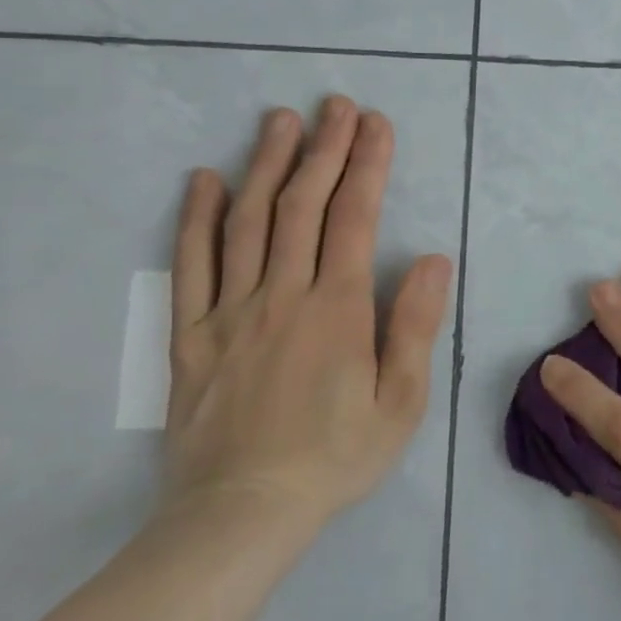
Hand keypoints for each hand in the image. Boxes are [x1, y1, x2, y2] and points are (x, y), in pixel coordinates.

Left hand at [162, 97, 452, 535]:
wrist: (241, 515)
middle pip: (301, 206)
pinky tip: (204, 180)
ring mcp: (229, 312)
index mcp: (336, 310)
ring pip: (247, 223)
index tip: (376, 125)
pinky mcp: (191, 336)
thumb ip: (414, 324)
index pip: (354, 219)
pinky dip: (197, 218)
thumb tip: (431, 258)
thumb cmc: (337, 457)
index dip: (368, 166)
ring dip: (266, 165)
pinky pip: (190, 266)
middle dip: (323, 149)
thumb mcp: (402, 400)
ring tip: (280, 121)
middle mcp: (281, 296)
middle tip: (335, 105)